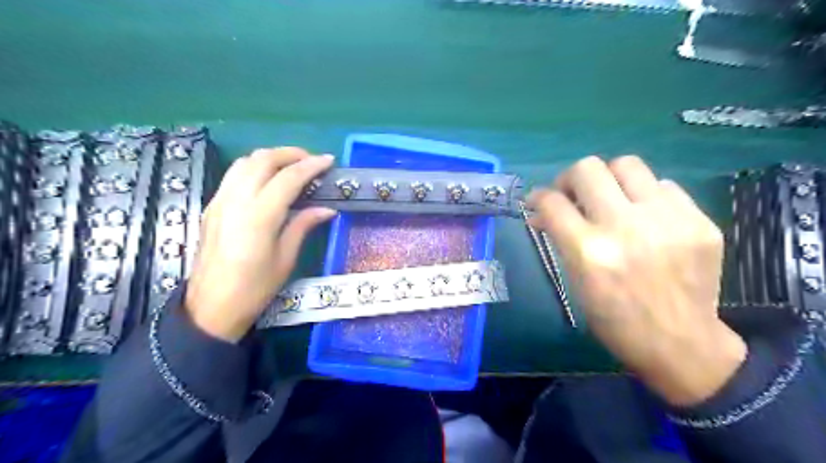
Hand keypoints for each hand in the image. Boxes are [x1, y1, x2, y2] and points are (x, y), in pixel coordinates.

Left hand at [184, 149, 334, 342]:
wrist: (211, 306)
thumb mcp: (286, 258)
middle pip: (263, 160)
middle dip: (290, 153)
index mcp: (259, 216)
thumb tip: (327, 209)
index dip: (311, 166)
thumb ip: (303, 225)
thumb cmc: (255, 288)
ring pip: (245, 162)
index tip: (329, 161)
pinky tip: (268, 180)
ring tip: (292, 166)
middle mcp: (236, 201)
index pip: (288, 178)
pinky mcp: (212, 206)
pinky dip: (255, 167)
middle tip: (312, 161)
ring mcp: (220, 201)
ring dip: (271, 157)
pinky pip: (234, 174)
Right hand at [530, 156, 748, 404]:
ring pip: (627, 164)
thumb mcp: (576, 282)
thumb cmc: (615, 319)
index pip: (553, 202)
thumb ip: (560, 239)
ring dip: (609, 179)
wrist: (681, 344)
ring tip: (610, 198)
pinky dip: (645, 196)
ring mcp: (667, 220)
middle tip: (572, 195)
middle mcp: (626, 228)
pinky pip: (663, 185)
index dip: (538, 197)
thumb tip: (543, 212)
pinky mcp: (699, 221)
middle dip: (570, 178)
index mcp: (589, 252)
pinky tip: (645, 218)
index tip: (538, 201)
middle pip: (587, 169)